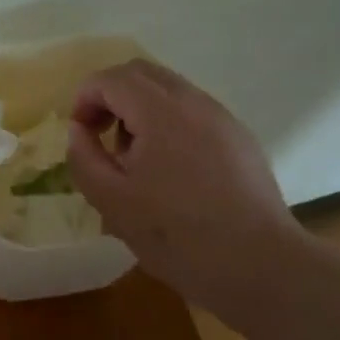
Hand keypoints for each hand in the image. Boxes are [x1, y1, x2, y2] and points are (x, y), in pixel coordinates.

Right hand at [64, 59, 309, 321]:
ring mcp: (222, 118)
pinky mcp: (240, 139)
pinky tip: (171, 171)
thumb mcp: (112, 202)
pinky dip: (169, 123)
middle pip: (142, 73)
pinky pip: (194, 112)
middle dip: (112, 95)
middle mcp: (194, 101)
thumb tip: (79, 130)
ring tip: (135, 159)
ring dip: (141, 110)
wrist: (260, 266)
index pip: (112, 78)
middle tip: (100, 135)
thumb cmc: (178, 235)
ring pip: (170, 90)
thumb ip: (84, 158)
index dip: (86, 98)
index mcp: (160, 111)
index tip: (79, 133)